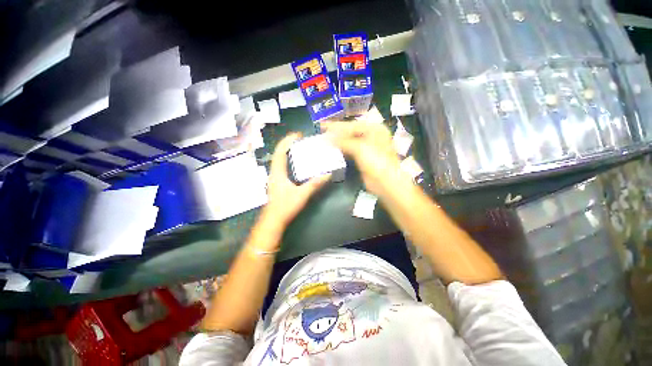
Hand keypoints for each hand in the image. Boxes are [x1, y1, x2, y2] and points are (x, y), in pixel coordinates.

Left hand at [264, 133, 330, 225]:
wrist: (273, 220)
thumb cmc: (285, 207)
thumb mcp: (302, 195)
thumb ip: (314, 184)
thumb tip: (327, 175)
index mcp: (278, 173)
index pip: (280, 152)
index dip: (287, 141)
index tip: (297, 135)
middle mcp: (274, 173)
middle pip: (278, 153)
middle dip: (287, 144)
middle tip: (300, 140)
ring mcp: (274, 178)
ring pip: (279, 160)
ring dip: (287, 151)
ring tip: (298, 148)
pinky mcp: (277, 182)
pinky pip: (281, 166)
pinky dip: (287, 160)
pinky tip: (295, 163)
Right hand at [322, 122, 408, 196]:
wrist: (384, 182)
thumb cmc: (375, 161)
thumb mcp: (359, 148)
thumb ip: (343, 141)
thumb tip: (328, 138)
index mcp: (374, 129)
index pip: (352, 125)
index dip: (337, 126)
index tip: (323, 125)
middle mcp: (372, 136)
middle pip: (351, 132)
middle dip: (336, 132)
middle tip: (322, 131)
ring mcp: (368, 147)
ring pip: (349, 141)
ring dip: (338, 141)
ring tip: (325, 140)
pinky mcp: (363, 158)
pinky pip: (350, 151)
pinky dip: (341, 150)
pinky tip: (332, 149)